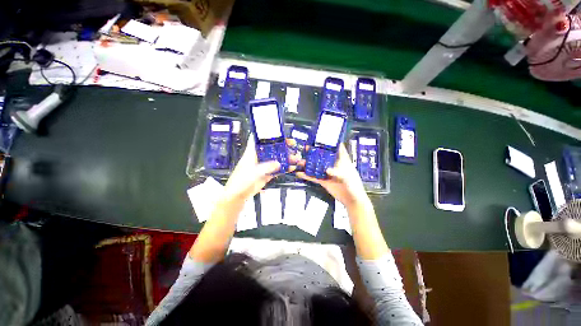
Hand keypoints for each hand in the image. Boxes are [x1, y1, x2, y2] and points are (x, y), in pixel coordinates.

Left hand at [223, 137, 298, 202]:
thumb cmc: (240, 181)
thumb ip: (266, 167)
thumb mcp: (253, 172)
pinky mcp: (266, 174)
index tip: (278, 132)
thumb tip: (278, 163)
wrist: (237, 195)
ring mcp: (263, 166)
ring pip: (276, 159)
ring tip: (295, 158)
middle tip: (292, 144)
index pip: (259, 139)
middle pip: (272, 148)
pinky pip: (277, 169)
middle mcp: (258, 157)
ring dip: (285, 158)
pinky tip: (291, 168)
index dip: (268, 134)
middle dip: (282, 145)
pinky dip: (284, 169)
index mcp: (252, 152)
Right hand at [296, 144, 369, 209]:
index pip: (337, 148)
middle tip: (307, 148)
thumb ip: (337, 172)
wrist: (351, 200)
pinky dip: (307, 175)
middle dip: (315, 152)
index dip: (330, 142)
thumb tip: (327, 169)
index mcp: (342, 161)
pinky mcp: (324, 181)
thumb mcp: (347, 177)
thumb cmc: (353, 186)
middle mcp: (333, 165)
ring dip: (309, 164)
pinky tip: (300, 173)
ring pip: (316, 166)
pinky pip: (314, 177)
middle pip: (323, 156)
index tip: (322, 137)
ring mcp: (327, 173)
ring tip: (300, 161)